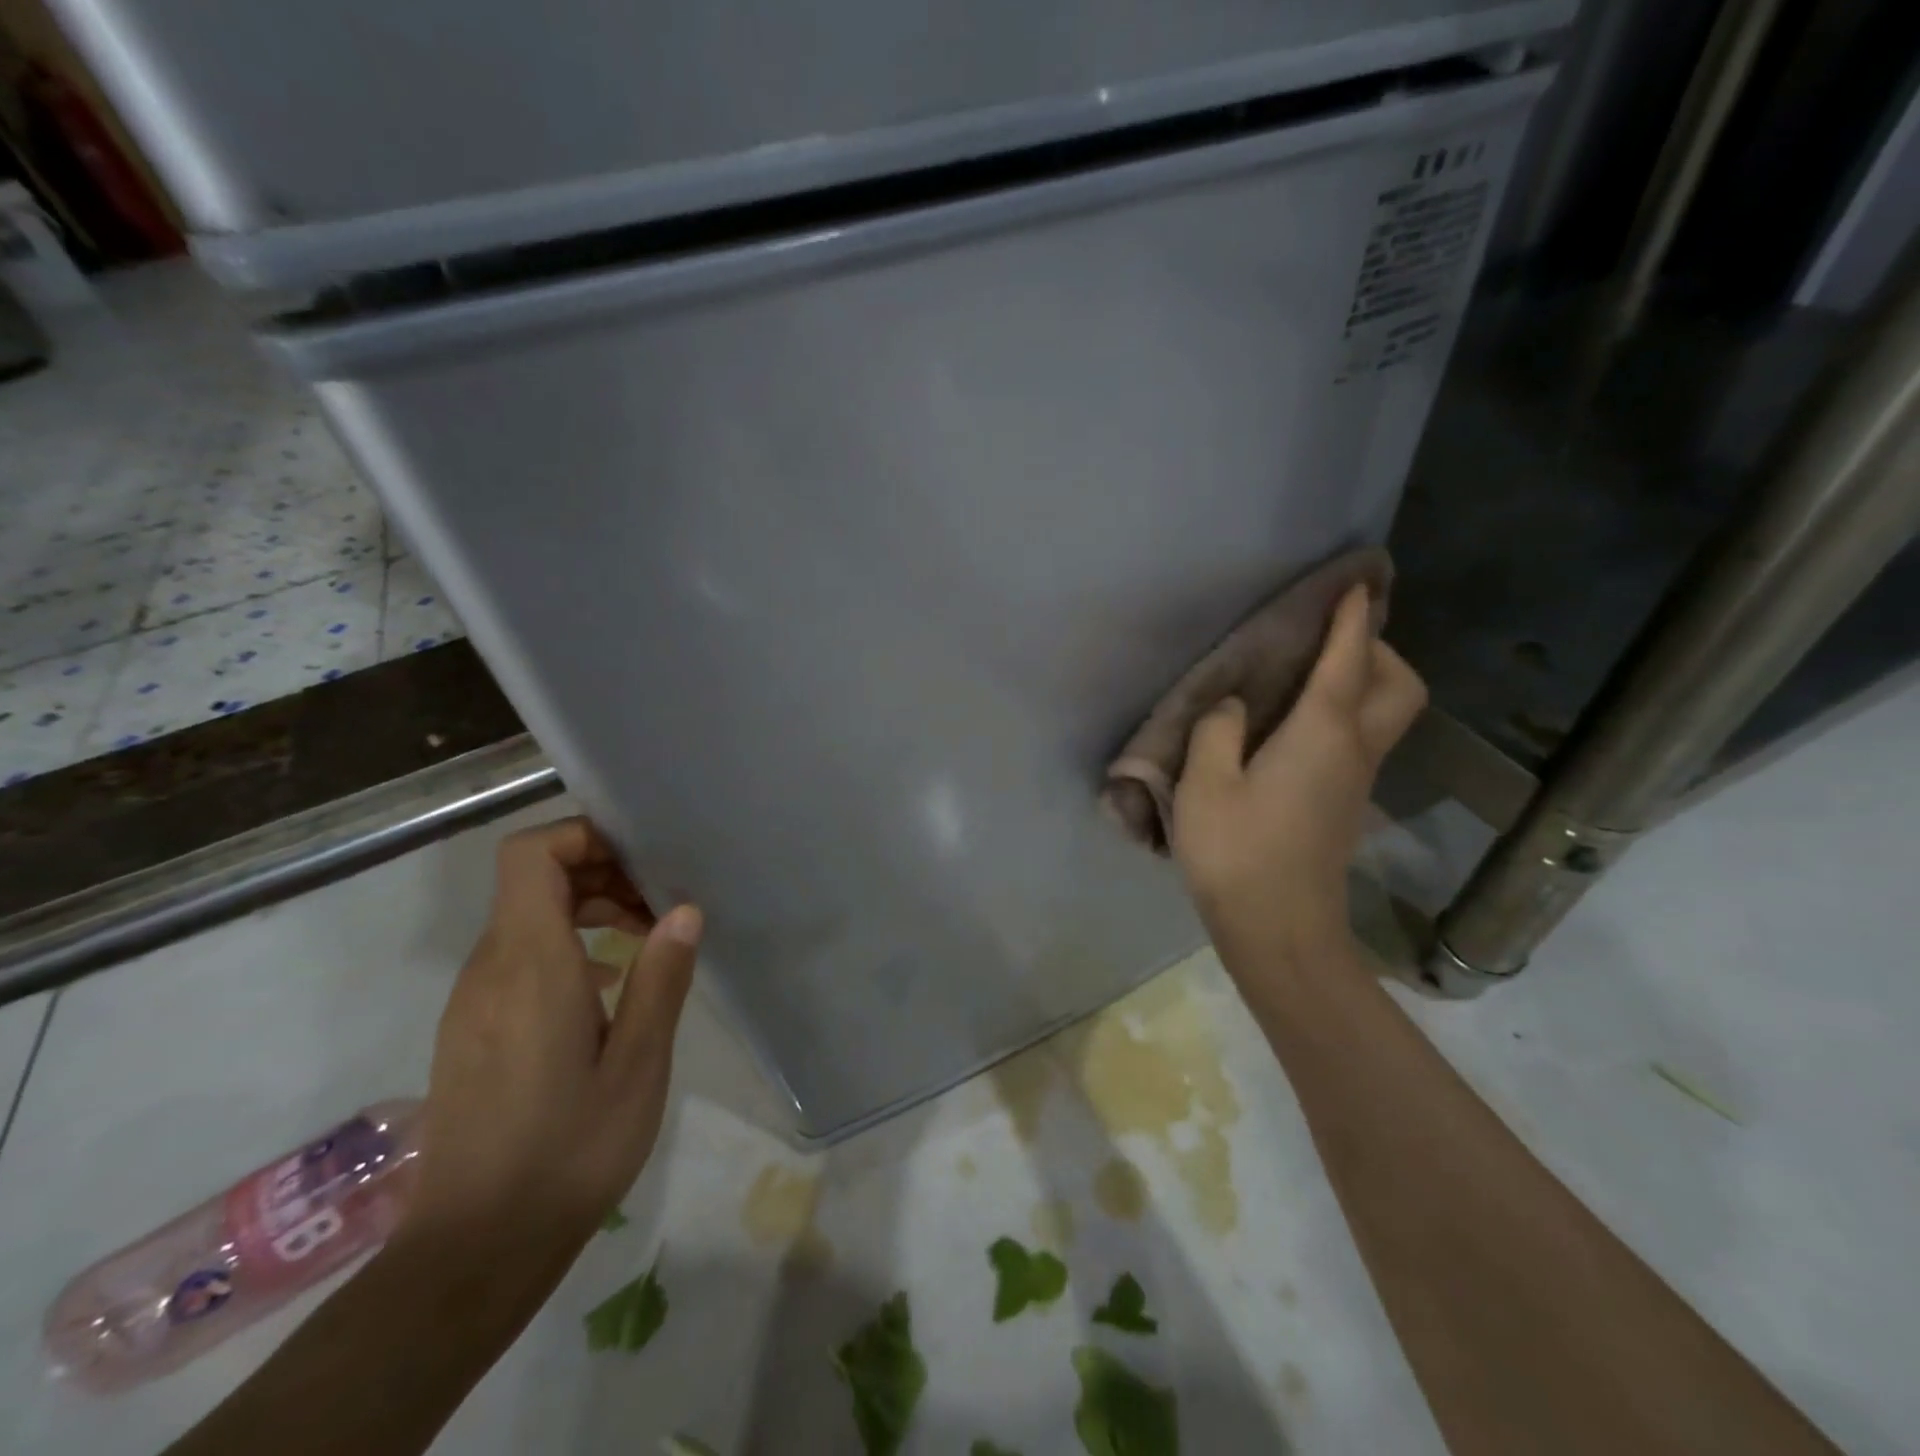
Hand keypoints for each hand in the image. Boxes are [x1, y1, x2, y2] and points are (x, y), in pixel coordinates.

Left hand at [403, 816, 701, 1277]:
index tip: (640, 857)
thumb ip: (660, 979)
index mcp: (530, 964)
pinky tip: (609, 988)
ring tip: (646, 940)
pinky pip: (518, 958)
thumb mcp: (638, 1064)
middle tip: (660, 904)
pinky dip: (566, 946)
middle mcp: (491, 969)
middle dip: (601, 872)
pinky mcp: (472, 1029)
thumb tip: (683, 909)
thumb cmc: (569, 1150)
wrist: (475, 1250)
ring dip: (588, 909)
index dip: (581, 836)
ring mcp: (474, 1001)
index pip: (530, 856)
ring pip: (528, 918)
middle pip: (534, 880)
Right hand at [1173, 585, 1426, 959]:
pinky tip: (1295, 727)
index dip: (1351, 618)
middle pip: (1398, 685)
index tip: (1356, 583)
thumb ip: (1217, 732)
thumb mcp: (1205, 786)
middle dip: (1378, 650)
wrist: (1280, 929)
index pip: (1347, 660)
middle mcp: (1353, 749)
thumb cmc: (1238, 852)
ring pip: (1386, 713)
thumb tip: (1234, 707)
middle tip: (1330, 641)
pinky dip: (1345, 714)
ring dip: (1364, 681)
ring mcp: (1356, 781)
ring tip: (1309, 676)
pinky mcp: (1345, 806)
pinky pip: (1361, 740)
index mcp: (1321, 733)